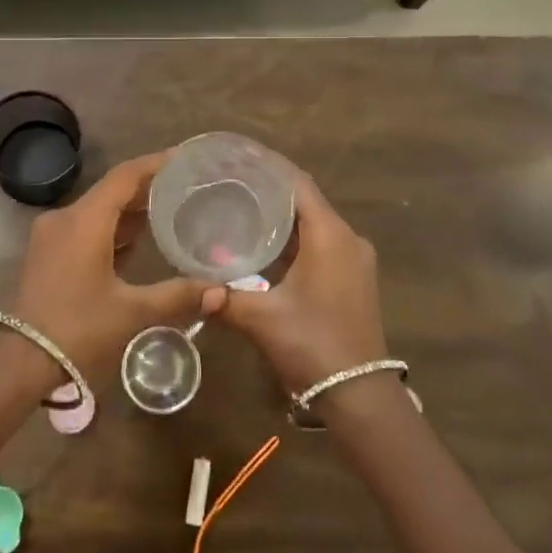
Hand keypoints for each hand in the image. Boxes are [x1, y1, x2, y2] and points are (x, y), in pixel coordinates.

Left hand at [7, 152, 209, 386]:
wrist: (20, 361)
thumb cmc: (77, 329)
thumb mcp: (132, 312)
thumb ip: (177, 296)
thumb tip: (220, 292)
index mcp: (85, 220)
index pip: (124, 176)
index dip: (155, 164)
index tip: (183, 158)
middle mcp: (65, 218)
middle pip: (111, 190)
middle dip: (146, 188)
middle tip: (184, 187)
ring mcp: (51, 235)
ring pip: (97, 210)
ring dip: (129, 210)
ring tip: (168, 210)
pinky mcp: (47, 253)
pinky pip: (85, 227)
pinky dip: (111, 227)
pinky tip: (136, 241)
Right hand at [204, 172, 386, 393]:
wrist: (359, 396)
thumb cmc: (313, 345)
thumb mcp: (261, 318)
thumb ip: (224, 296)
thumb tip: (192, 286)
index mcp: (330, 235)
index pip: (297, 183)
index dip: (268, 166)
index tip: (236, 156)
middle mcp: (347, 238)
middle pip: (304, 200)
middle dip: (269, 189)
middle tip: (228, 181)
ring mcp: (353, 260)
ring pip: (312, 223)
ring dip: (281, 216)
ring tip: (239, 206)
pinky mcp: (351, 279)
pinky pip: (319, 243)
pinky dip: (292, 238)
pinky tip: (263, 244)